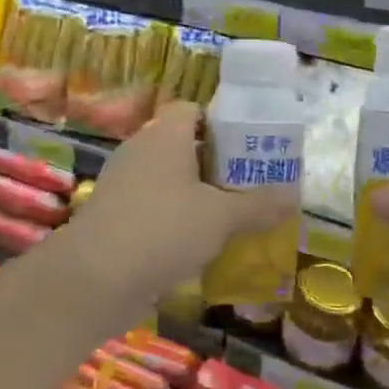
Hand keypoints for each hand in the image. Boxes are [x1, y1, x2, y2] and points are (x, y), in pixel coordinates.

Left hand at [62, 101, 296, 327]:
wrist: (93, 278)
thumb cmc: (163, 229)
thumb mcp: (221, 217)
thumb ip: (259, 205)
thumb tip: (295, 196)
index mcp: (165, 135)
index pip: (192, 110)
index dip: (221, 123)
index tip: (249, 146)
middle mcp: (140, 151)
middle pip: (182, 146)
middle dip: (215, 164)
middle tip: (250, 184)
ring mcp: (122, 185)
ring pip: (167, 181)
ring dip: (195, 196)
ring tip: (231, 217)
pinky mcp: (113, 218)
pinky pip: (152, 209)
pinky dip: (174, 222)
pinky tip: (198, 247)